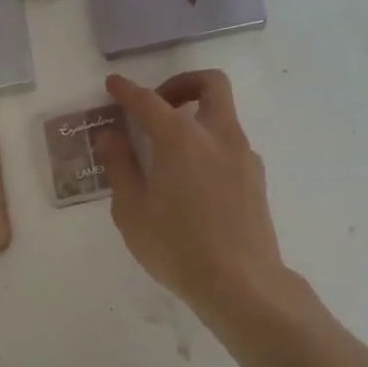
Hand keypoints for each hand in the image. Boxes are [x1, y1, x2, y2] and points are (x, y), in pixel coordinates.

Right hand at [99, 70, 286, 315]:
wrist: (242, 283)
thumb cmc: (177, 247)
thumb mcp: (132, 210)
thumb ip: (120, 165)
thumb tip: (110, 135)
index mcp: (180, 138)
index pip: (148, 101)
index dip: (127, 90)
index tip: (113, 84)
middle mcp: (217, 135)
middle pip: (210, 84)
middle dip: (182, 83)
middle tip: (159, 106)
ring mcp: (243, 154)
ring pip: (224, 114)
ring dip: (197, 116)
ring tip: (170, 152)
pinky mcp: (257, 177)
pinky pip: (231, 144)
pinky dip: (210, 145)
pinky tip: (193, 181)